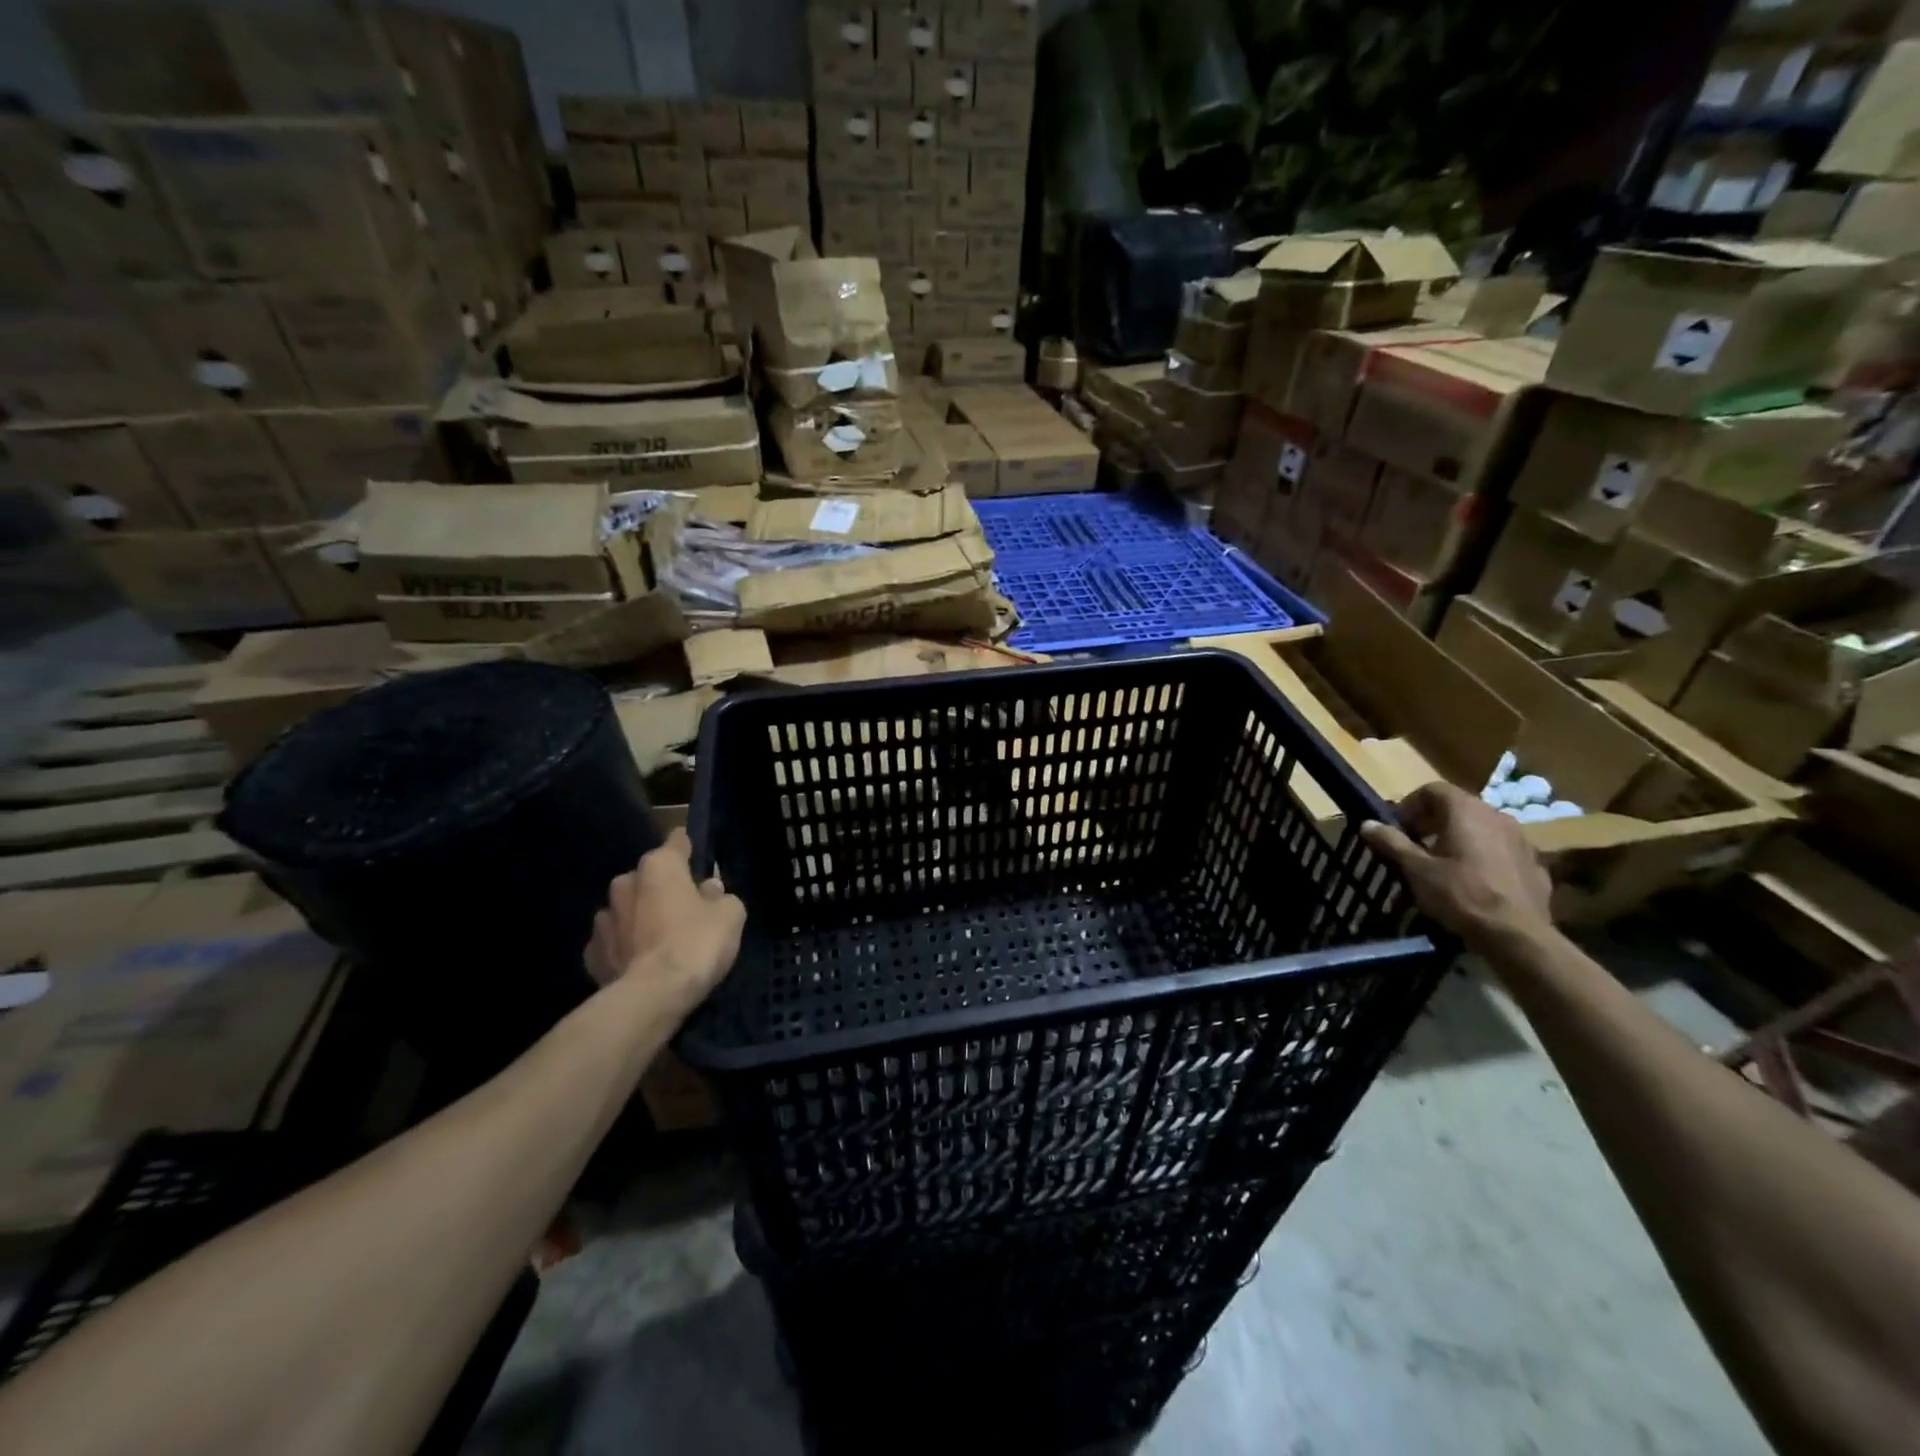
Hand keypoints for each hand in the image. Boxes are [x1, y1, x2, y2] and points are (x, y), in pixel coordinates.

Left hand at [587, 829, 744, 1012]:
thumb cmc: (696, 943)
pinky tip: (639, 962)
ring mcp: (603, 919)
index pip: (676, 841)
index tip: (697, 859)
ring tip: (659, 940)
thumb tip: (709, 890)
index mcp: (660, 866)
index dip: (689, 848)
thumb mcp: (730, 915)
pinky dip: (624, 947)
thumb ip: (720, 896)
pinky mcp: (591, 953)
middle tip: (685, 910)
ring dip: (640, 917)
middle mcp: (625, 883)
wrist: (653, 996)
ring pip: (626, 909)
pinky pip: (612, 941)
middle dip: (663, 888)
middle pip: (649, 877)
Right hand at [1360, 782, 1553, 943]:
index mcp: (1466, 811)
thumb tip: (1367, 824)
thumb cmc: (1460, 895)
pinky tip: (1474, 881)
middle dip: (1433, 822)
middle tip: (1416, 846)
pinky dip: (1484, 856)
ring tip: (1444, 864)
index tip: (1399, 829)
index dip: (1411, 805)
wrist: (1517, 935)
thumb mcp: (1416, 869)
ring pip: (1482, 827)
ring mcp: (1522, 839)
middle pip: (1459, 806)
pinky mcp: (1535, 864)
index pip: (1433, 790)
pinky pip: (1501, 850)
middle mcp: (1497, 816)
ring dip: (1460, 837)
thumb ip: (1392, 842)